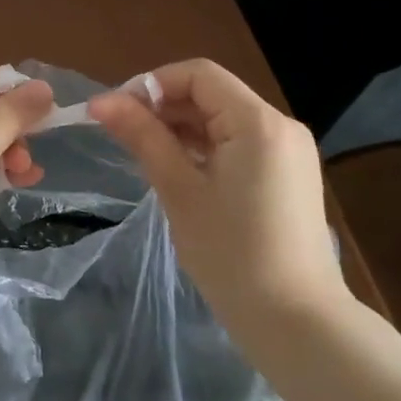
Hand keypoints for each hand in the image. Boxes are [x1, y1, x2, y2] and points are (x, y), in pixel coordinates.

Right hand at [88, 59, 345, 340]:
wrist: (298, 325)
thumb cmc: (232, 255)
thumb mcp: (179, 190)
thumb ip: (142, 136)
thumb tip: (101, 101)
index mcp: (257, 123)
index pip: (197, 75)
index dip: (151, 84)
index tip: (116, 112)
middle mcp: (280, 126)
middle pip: (211, 94)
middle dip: (163, 107)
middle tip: (122, 135)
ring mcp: (288, 152)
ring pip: (222, 119)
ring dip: (180, 128)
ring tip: (144, 155)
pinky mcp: (287, 176)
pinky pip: (237, 143)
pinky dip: (203, 147)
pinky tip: (177, 172)